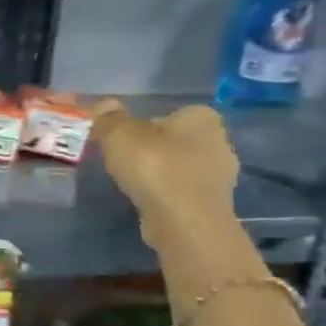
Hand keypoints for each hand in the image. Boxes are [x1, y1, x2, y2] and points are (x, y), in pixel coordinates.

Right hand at [91, 100, 239, 245]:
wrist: (183, 222)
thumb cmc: (154, 168)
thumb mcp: (119, 136)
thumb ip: (110, 119)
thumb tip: (104, 104)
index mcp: (202, 118)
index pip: (173, 113)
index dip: (146, 124)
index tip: (125, 139)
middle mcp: (219, 141)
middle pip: (176, 140)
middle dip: (153, 148)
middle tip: (124, 160)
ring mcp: (220, 175)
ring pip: (180, 166)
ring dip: (159, 172)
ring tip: (132, 183)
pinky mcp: (212, 203)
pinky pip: (182, 190)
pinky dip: (165, 193)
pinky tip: (147, 200)